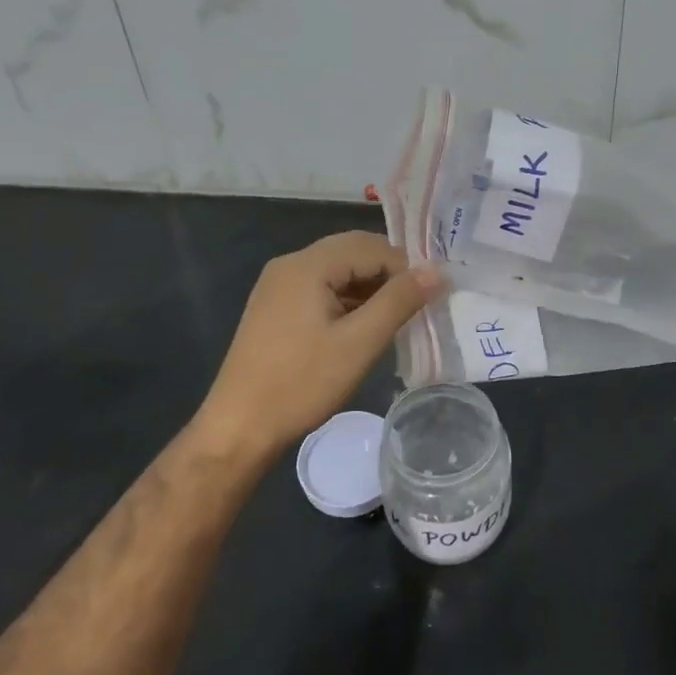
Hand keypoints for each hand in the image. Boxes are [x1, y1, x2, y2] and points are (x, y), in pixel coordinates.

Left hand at [193, 231, 443, 464]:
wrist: (238, 428)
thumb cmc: (301, 383)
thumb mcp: (359, 343)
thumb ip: (399, 301)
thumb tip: (437, 271)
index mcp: (308, 264)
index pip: (371, 246)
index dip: (406, 267)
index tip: (431, 296)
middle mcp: (290, 264)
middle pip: (352, 252)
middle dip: (388, 273)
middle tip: (419, 304)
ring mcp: (278, 285)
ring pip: (337, 271)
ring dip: (369, 287)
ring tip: (397, 318)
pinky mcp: (275, 308)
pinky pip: (320, 289)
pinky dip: (347, 300)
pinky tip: (363, 326)